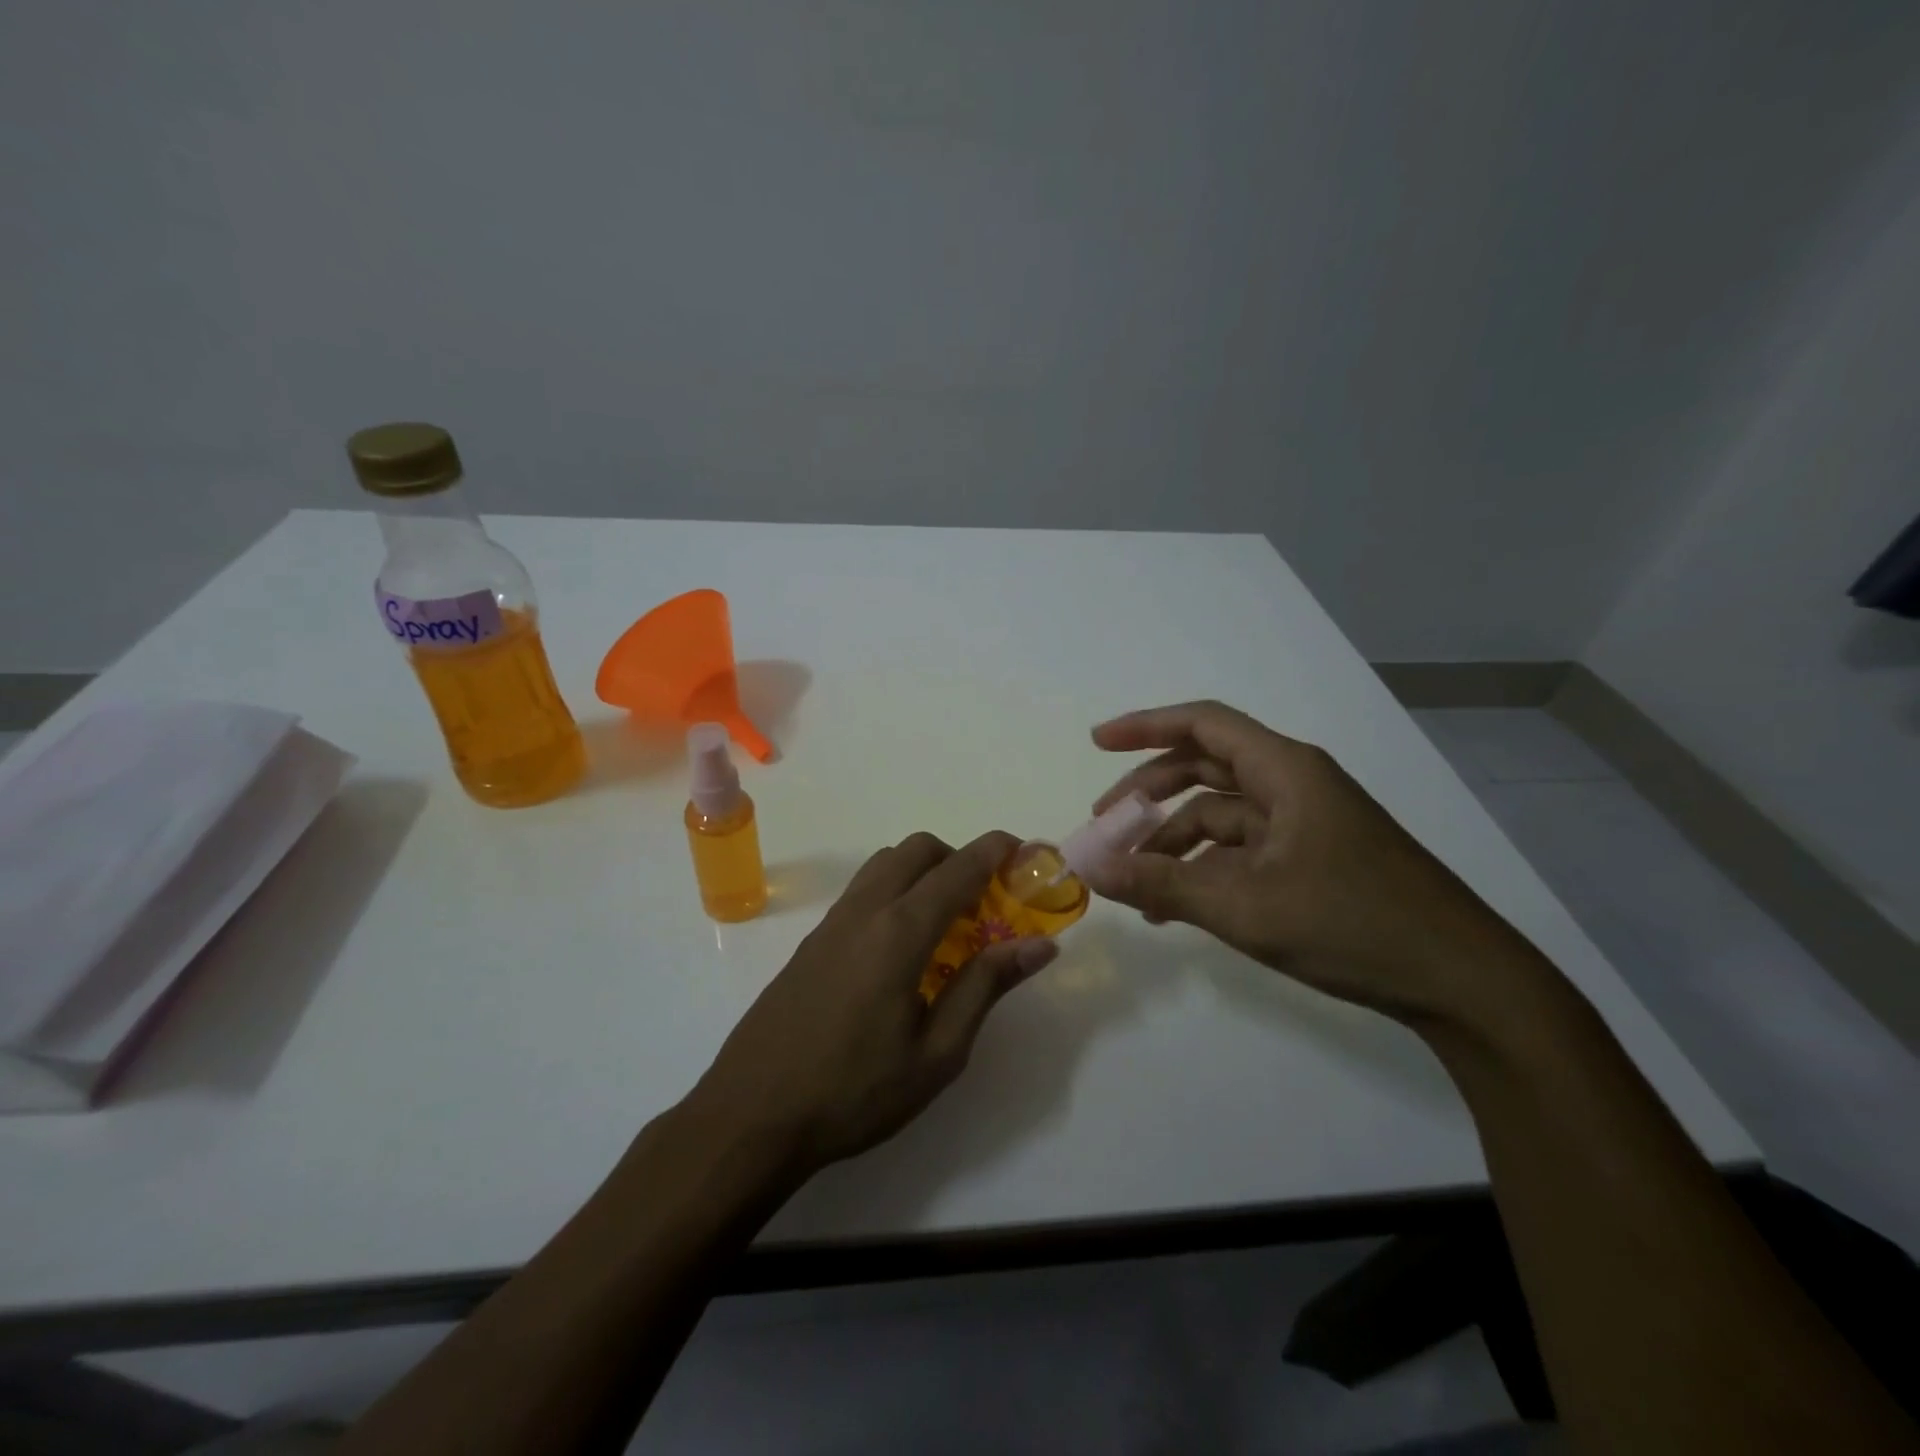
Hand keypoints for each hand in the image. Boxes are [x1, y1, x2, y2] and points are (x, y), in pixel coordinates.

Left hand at [685, 831, 1057, 1177]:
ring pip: (885, 864)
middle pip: (917, 850)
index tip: (1025, 850)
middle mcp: (864, 911)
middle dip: (959, 857)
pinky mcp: (812, 941)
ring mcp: (832, 923)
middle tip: (986, 900)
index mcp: (899, 931)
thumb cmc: (854, 1092)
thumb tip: (1039, 945)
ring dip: (923, 871)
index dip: (995, 851)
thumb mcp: (937, 1053)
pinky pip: (862, 891)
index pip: (958, 869)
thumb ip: (986, 987)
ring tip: (946, 922)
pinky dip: (894, 891)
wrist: (751, 1116)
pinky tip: (902, 948)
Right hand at [1086, 700, 1537, 1026]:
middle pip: (1206, 767)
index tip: (1097, 742)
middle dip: (1149, 792)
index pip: (1203, 724)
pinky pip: (1242, 849)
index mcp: (1285, 771)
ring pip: (1221, 814)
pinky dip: (1204, 868)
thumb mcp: (1245, 907)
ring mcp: (1305, 823)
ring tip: (1132, 883)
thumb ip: (1161, 884)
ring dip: (1173, 841)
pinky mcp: (1313, 859)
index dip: (1145, 727)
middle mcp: (1294, 785)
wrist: (1462, 982)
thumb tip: (1089, 868)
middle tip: (1104, 823)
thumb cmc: (1353, 926)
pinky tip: (1175, 906)